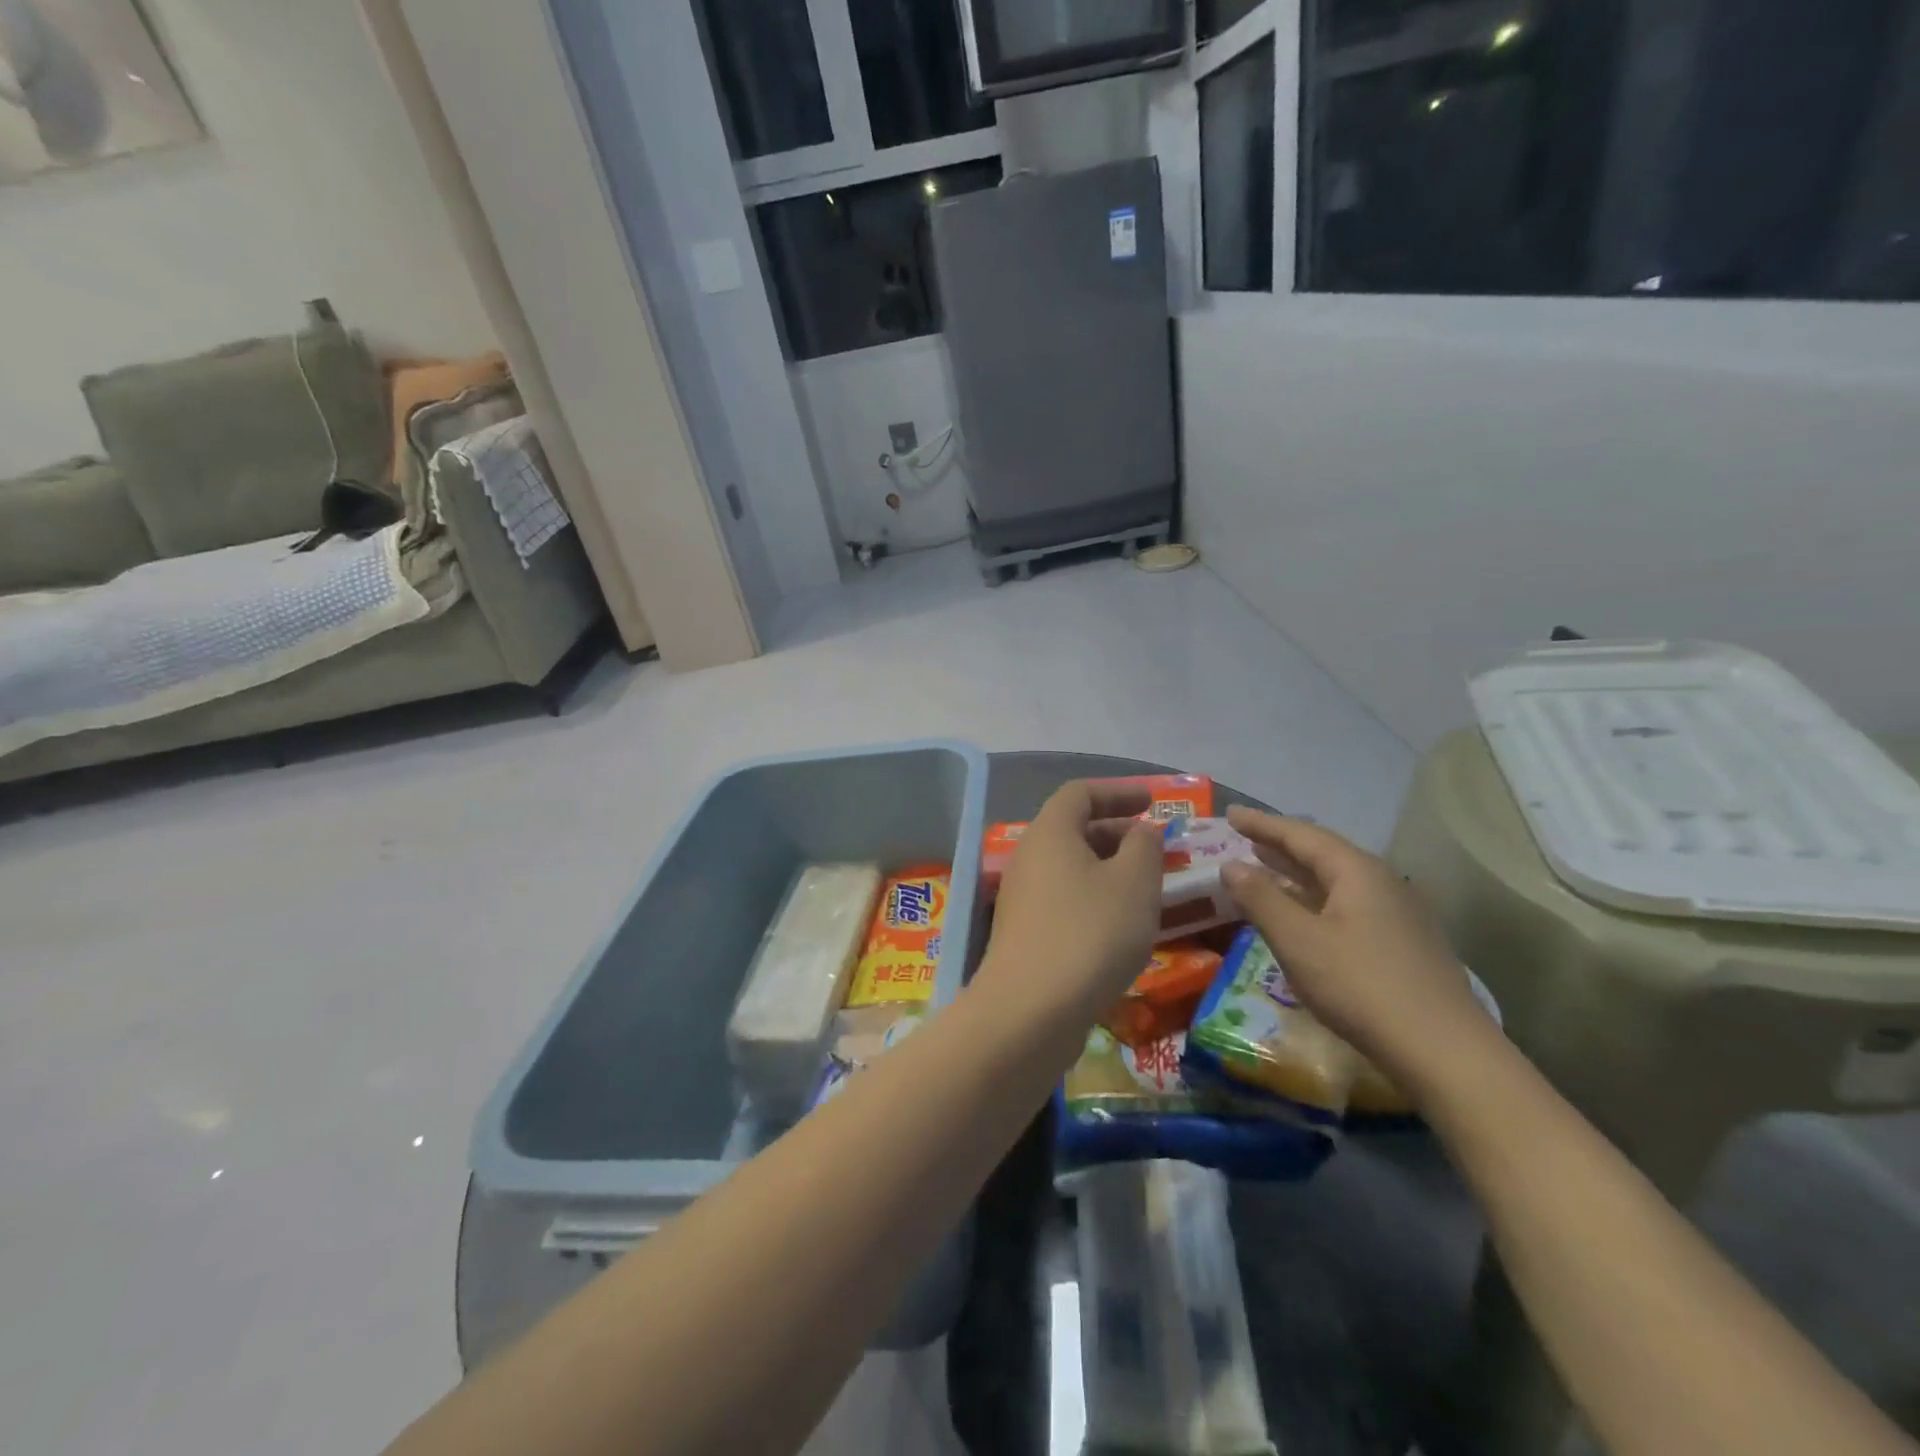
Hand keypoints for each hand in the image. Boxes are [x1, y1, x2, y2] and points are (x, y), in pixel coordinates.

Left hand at [975, 781, 1164, 1032]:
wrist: (1030, 1011)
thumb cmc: (1090, 933)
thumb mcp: (1134, 882)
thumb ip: (1144, 847)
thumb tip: (1142, 831)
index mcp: (1050, 832)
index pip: (1080, 793)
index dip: (1118, 792)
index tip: (1153, 802)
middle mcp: (1029, 858)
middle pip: (1074, 829)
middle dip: (1118, 833)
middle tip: (1157, 849)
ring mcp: (1023, 898)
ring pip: (1071, 868)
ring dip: (1110, 870)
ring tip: (1149, 889)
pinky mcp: (1025, 934)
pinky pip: (1065, 900)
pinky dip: (1095, 899)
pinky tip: (1122, 927)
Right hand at [1219, 807, 1495, 1096]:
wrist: (1444, 1052)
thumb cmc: (1361, 986)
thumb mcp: (1298, 940)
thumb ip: (1261, 899)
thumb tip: (1231, 865)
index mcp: (1356, 872)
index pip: (1301, 835)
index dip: (1262, 824)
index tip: (1231, 814)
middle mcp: (1381, 882)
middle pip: (1323, 853)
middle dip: (1280, 844)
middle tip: (1244, 836)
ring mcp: (1398, 914)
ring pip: (1336, 881)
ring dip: (1297, 873)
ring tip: (1265, 867)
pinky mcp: (1403, 943)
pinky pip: (1348, 904)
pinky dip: (1315, 899)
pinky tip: (1303, 915)